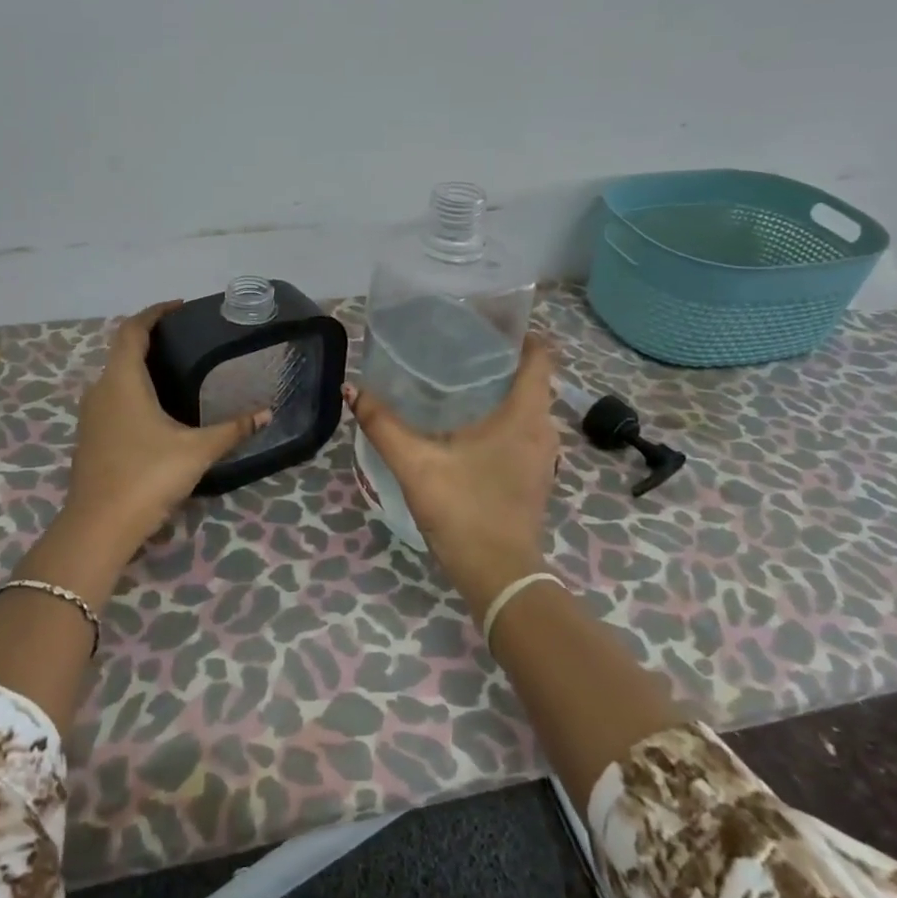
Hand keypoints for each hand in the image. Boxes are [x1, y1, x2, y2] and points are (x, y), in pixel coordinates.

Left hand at [62, 300, 270, 552]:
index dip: (154, 313)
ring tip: (177, 370)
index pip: (132, 330)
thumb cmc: (147, 476)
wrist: (98, 528)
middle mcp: (101, 391)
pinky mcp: (91, 438)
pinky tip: (158, 410)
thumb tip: (267, 413)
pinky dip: (134, 392)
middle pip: (122, 351)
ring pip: (116, 378)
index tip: (179, 307)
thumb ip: (233, 429)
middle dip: (151, 339)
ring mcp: (91, 416)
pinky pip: (113, 400)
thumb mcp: (197, 451)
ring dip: (141, 368)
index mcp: (122, 381)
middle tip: (187, 340)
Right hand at [345, 335, 559, 619]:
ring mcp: (544, 455)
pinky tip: (468, 423)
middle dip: (502, 358)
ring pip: (529, 406)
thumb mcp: (416, 464)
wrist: (499, 575)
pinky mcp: (536, 474)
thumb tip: (352, 389)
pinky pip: (525, 429)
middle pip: (533, 378)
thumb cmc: (464, 510)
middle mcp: (543, 429)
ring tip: (459, 379)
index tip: (488, 322)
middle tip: (459, 346)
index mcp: (525, 415)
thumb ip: (383, 424)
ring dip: (503, 389)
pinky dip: (504, 416)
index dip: (520, 333)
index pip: (541, 356)